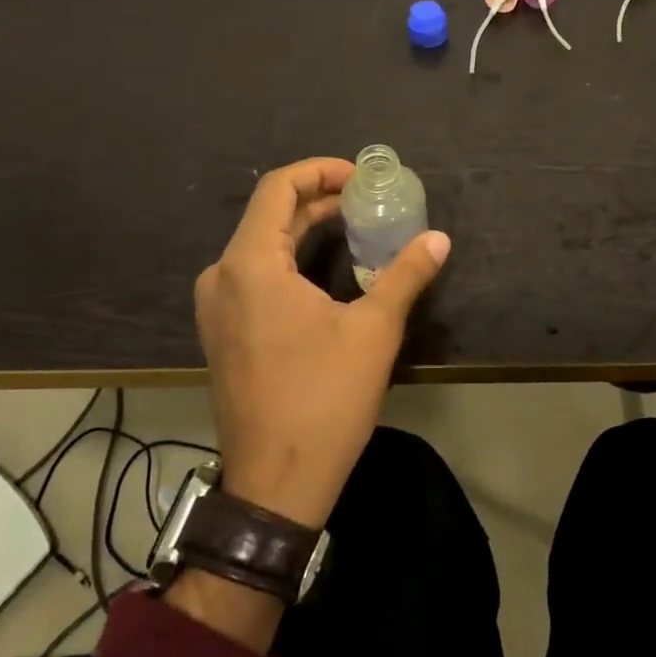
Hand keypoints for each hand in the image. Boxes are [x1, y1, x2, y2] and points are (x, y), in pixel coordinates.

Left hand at [194, 157, 449, 529]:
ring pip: (261, 245)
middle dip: (319, 199)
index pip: (278, 188)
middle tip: (366, 200)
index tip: (360, 177)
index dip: (320, 171)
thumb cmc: (323, 400)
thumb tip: (439, 239)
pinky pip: (253, 273)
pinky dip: (288, 258)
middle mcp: (222, 276)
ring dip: (305, 228)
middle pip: (270, 215)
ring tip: (352, 226)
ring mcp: (216, 306)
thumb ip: (406, 275)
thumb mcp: (374, 331)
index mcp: (250, 265)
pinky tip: (324, 268)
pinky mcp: (221, 331)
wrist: (275, 485)